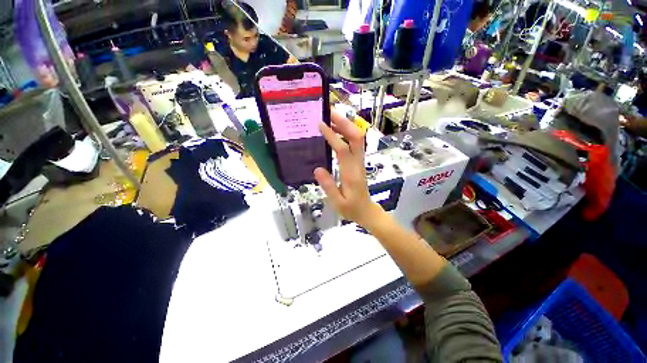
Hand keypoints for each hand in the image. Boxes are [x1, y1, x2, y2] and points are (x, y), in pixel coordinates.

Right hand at [314, 111, 382, 226]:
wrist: (367, 211)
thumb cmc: (352, 209)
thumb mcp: (338, 202)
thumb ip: (328, 186)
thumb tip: (317, 168)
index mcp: (351, 174)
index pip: (343, 150)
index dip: (333, 136)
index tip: (321, 125)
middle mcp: (358, 164)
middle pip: (356, 138)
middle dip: (344, 123)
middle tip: (329, 113)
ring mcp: (360, 161)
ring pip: (357, 138)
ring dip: (346, 126)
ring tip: (331, 118)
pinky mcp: (358, 162)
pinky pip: (355, 144)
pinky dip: (346, 134)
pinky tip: (336, 131)